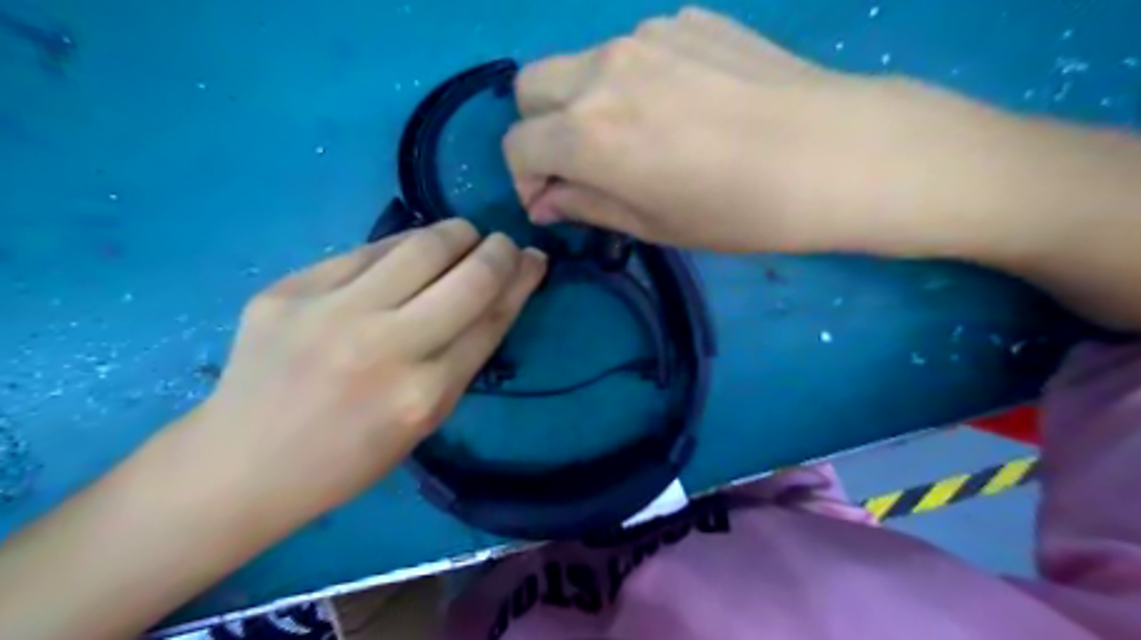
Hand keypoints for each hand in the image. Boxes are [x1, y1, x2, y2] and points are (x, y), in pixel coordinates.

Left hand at [192, 217, 544, 514]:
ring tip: (462, 237)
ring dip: (454, 234)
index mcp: (424, 394)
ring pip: (420, 245)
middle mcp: (384, 347)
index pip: (492, 317)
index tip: (534, 260)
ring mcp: (331, 312)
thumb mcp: (424, 420)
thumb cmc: (348, 456)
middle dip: (499, 250)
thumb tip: (498, 295)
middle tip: (502, 244)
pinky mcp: (289, 289)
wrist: (242, 462)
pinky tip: (405, 255)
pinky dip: (399, 247)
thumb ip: (463, 357)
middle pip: (468, 276)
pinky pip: (366, 251)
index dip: (522, 281)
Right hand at [505, 8, 1035, 253]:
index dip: (525, 179)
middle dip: (539, 129)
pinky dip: (632, 80)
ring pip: (581, 64)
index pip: (518, 146)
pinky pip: (634, 49)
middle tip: (576, 163)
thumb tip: (544, 199)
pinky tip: (679, 106)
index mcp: (588, 131)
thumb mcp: (651, 224)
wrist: (835, 153)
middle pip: (531, 87)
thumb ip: (585, 204)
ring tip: (635, 135)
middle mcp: (603, 70)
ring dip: (584, 102)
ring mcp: (647, 34)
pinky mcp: (687, 18)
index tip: (551, 200)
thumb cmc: (737, 210)